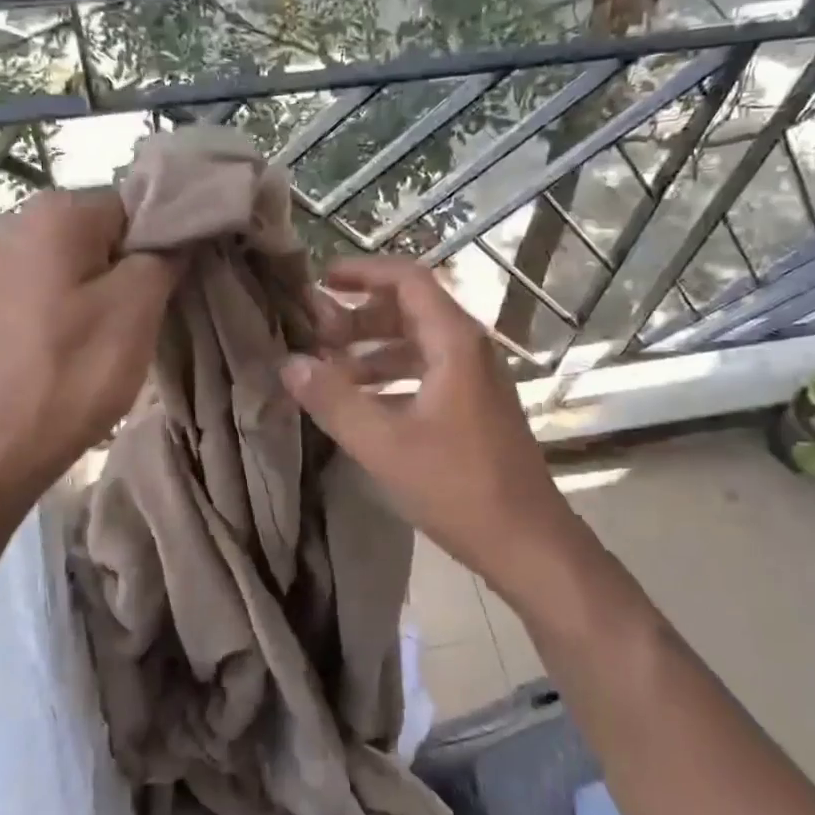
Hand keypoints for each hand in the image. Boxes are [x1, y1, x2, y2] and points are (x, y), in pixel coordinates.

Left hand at [0, 189, 177, 502]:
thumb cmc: (71, 374)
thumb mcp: (136, 310)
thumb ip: (164, 256)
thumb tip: (175, 237)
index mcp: (55, 212)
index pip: (135, 204)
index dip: (163, 242)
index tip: (174, 286)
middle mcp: (15, 222)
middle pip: (101, 232)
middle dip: (130, 267)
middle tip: (145, 317)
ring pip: (73, 263)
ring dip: (100, 290)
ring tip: (110, 338)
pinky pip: (44, 289)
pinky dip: (67, 308)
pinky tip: (71, 347)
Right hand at [280, 257, 586, 610]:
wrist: (526, 542)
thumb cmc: (457, 486)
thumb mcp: (383, 443)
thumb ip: (333, 400)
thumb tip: (288, 363)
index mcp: (454, 342)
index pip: (407, 279)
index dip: (362, 272)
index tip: (320, 281)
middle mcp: (468, 349)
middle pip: (409, 309)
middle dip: (358, 316)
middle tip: (313, 333)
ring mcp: (474, 379)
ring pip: (415, 343)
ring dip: (370, 349)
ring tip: (326, 369)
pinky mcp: (473, 406)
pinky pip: (424, 372)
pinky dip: (388, 377)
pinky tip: (358, 401)